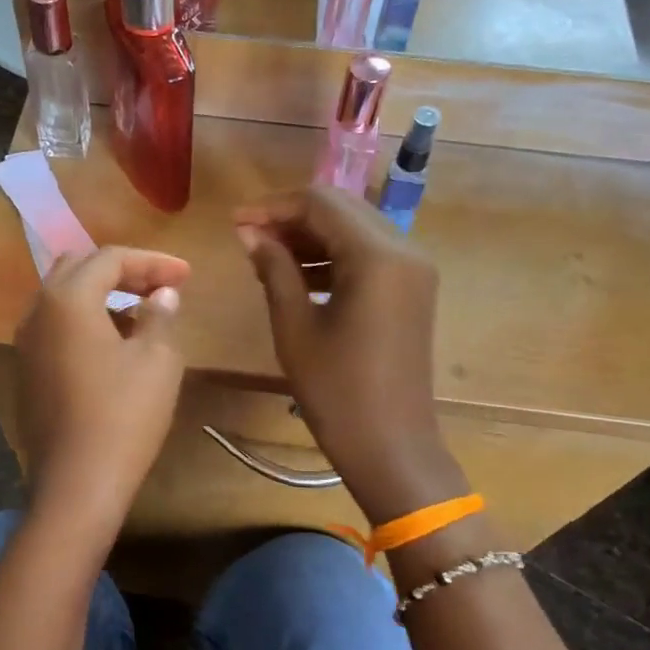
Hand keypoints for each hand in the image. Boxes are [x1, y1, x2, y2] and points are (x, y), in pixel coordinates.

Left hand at [15, 246, 189, 527]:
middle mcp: (37, 311)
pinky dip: (86, 319)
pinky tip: (115, 341)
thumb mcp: (157, 360)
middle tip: (161, 286)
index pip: (111, 258)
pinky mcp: (27, 370)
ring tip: (143, 311)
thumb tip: (163, 295)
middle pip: (79, 268)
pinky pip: (57, 326)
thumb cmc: (123, 415)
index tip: (187, 274)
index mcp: (67, 299)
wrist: (77, 483)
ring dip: (103, 294)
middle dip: (123, 271)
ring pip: (64, 297)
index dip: (153, 262)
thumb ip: (160, 316)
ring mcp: (26, 343)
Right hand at [234, 188, 463, 524]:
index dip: (273, 206)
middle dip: (292, 217)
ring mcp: (414, 270)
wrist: (392, 446)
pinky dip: (333, 257)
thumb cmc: (337, 392)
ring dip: (312, 236)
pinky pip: (369, 255)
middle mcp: (405, 250)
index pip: (320, 203)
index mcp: (378, 256)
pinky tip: (298, 276)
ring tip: (266, 258)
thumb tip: (249, 233)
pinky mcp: (412, 289)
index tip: (235, 223)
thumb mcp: (295, 327)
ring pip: (355, 229)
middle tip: (248, 238)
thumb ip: (274, 269)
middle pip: (342, 208)